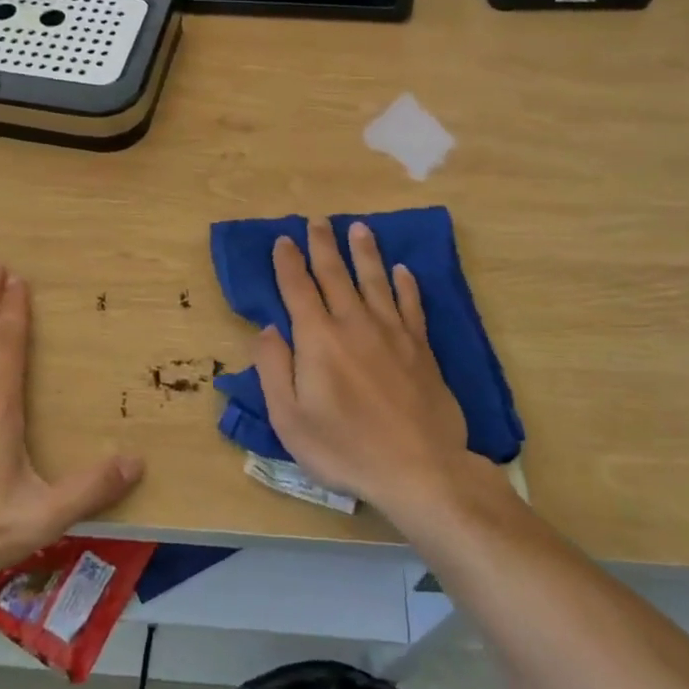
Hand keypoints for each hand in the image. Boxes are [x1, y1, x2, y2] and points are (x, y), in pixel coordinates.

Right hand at [255, 220, 475, 515]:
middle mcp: (354, 323)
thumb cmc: (345, 448)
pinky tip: (403, 270)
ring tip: (358, 228)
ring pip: (375, 280)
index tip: (283, 239)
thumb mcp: (290, 418)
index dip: (288, 262)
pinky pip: (411, 305)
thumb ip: (274, 368)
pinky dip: (406, 285)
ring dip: (365, 252)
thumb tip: (268, 328)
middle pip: (335, 274)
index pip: (298, 288)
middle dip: (323, 245)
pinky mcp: (420, 347)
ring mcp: (392, 332)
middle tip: (317, 220)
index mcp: (318, 338)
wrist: (419, 468)